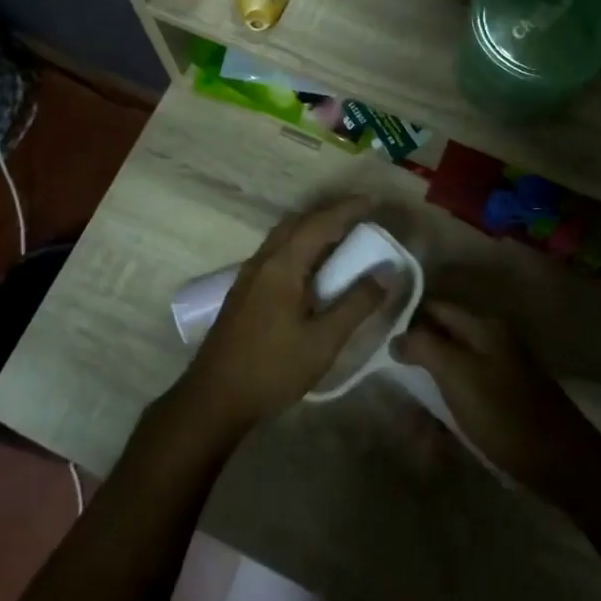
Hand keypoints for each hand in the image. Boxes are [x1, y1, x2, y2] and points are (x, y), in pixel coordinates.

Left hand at [178, 199, 385, 439]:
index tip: (373, 202)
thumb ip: (356, 304)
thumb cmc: (272, 369)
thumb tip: (386, 272)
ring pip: (284, 236)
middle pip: (298, 222)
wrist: (214, 398)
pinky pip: (276, 251)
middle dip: (330, 214)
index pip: (320, 223)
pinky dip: (300, 245)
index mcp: (282, 265)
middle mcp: (263, 260)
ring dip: (313, 228)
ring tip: (342, 239)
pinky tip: (313, 268)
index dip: (348, 209)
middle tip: (361, 218)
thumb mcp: (323, 341)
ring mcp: (249, 274)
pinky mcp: (244, 290)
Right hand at [392, 302, 600, 504]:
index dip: (407, 316)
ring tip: (408, 403)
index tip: (376, 332)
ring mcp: (502, 367)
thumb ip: (425, 347)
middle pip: (444, 334)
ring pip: (454, 363)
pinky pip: (467, 386)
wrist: (562, 463)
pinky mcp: (506, 395)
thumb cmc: (505, 415)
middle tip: (387, 372)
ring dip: (431, 380)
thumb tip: (397, 336)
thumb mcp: (458, 376)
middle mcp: (494, 338)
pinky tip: (436, 422)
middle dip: (417, 351)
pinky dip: (449, 398)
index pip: (436, 306)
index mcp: (484, 326)